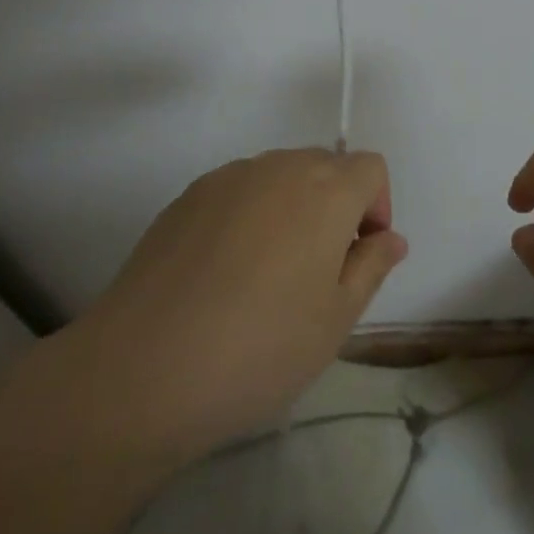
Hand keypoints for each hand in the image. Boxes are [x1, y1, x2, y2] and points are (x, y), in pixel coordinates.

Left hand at [25, 149, 406, 473]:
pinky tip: (223, 275)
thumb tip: (389, 237)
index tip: (358, 258)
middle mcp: (279, 166)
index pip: (370, 168)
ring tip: (267, 277)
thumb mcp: (335, 321)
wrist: (144, 367)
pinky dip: (248, 216)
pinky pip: (238, 191)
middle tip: (317, 273)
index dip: (376, 208)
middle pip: (325, 166)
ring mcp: (229, 177)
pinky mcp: (189, 195)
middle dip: (335, 207)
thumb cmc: (259, 347)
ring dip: (291, 210)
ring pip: (279, 177)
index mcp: (325, 190)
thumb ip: (371, 267)